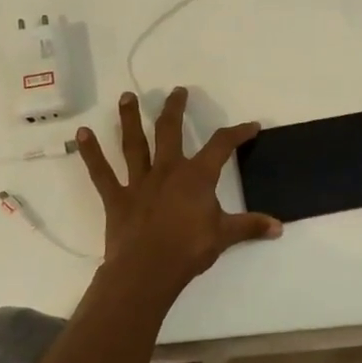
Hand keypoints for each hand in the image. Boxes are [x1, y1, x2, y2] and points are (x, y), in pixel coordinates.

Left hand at [76, 88, 281, 300]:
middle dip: (175, 109)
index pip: (221, 146)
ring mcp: (139, 182)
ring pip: (134, 144)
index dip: (237, 133)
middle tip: (178, 91)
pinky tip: (81, 134)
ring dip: (130, 119)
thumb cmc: (189, 250)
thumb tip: (279, 227)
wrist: (147, 271)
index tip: (250, 125)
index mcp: (196, 176)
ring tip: (126, 97)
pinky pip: (101, 173)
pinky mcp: (117, 198)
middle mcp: (167, 170)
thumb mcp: (225, 236)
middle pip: (170, 131)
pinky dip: (91, 154)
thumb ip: (250, 226)